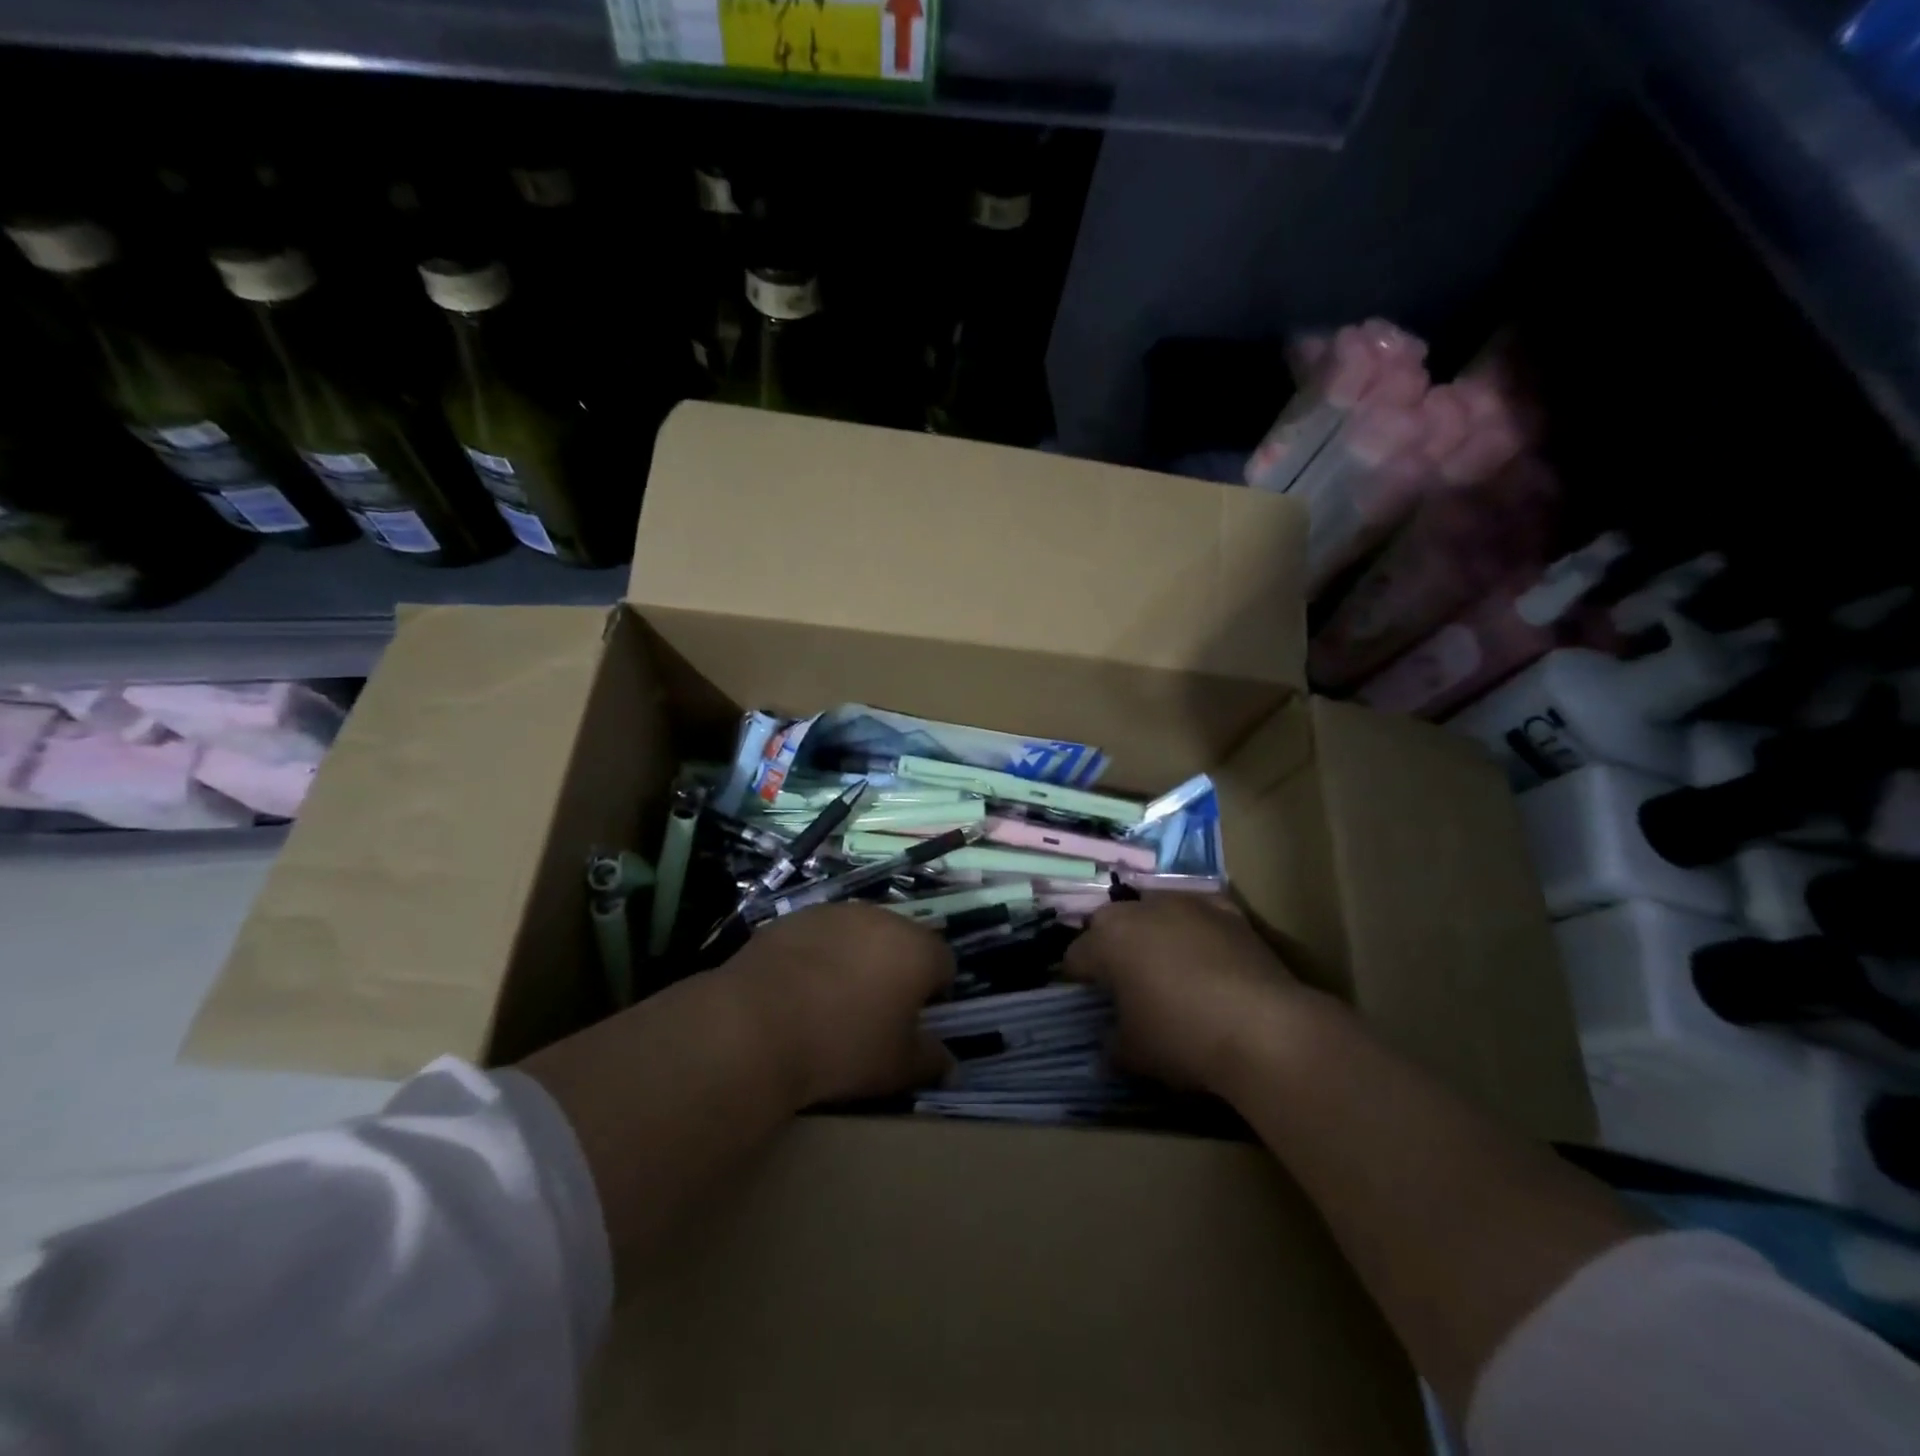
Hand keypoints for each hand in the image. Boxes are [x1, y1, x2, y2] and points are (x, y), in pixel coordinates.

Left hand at [720, 903, 955, 1107]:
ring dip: (857, 958)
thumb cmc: (841, 1046)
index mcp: (917, 949)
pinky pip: (820, 936)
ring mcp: (835, 913)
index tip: (913, 1021)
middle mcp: (881, 918)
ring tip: (832, 1000)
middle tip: (874, 1011)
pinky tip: (797, 990)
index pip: (944, 963)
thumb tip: (949, 1062)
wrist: (754, 1025)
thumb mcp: (897, 1068)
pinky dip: (818, 955)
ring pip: (860, 934)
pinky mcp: (794, 917)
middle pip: (902, 941)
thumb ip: (931, 1060)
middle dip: (895, 970)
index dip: (935, 992)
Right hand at [1064, 894, 1308, 1092]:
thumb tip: (1108, 1043)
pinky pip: (1199, 913)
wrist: (1266, 1029)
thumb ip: (1111, 1043)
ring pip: (1155, 911)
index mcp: (1107, 940)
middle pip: (1111, 923)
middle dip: (1111, 947)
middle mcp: (1141, 909)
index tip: (1089, 1002)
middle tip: (1124, 982)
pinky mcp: (1228, 910)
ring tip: (1168, 967)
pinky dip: (1196, 929)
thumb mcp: (1134, 1053)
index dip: (1077, 980)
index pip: (1076, 956)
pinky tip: (1207, 955)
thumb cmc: (1183, 1037)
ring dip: (1153, 932)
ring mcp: (1187, 903)